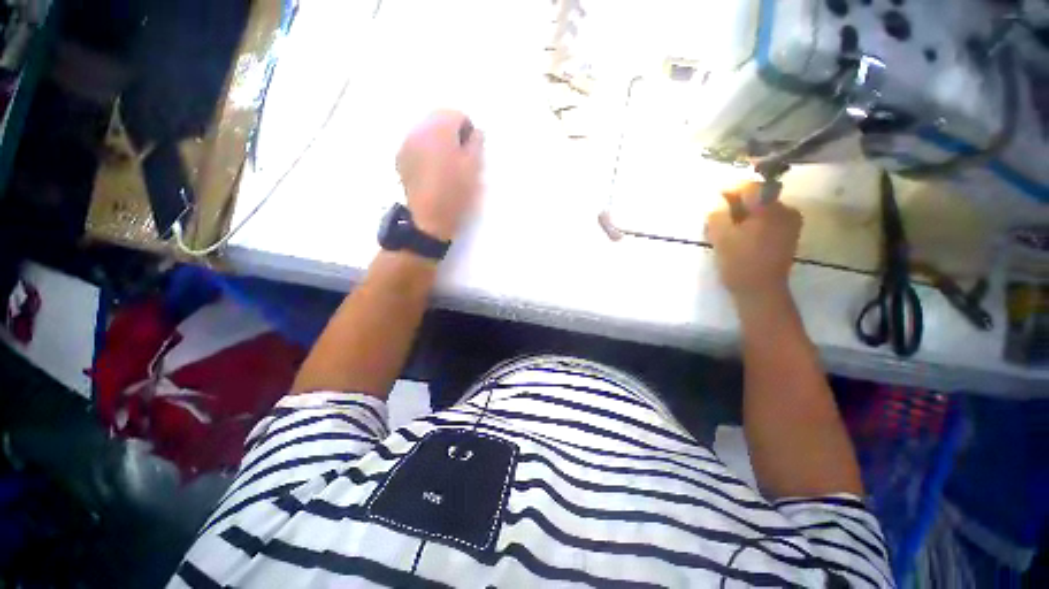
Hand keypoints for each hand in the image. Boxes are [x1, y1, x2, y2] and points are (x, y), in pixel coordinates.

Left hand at [396, 110, 483, 241]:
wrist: (428, 218)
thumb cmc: (455, 192)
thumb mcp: (474, 169)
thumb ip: (476, 144)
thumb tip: (475, 132)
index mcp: (440, 129)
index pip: (457, 114)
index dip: (468, 130)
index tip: (472, 150)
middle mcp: (419, 130)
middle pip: (439, 119)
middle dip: (451, 132)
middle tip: (460, 156)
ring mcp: (407, 143)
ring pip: (426, 131)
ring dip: (438, 141)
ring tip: (446, 164)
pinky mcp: (401, 158)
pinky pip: (416, 144)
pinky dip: (426, 150)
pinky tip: (432, 170)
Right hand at [706, 184, 801, 299]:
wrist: (761, 292)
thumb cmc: (739, 264)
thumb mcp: (721, 237)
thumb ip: (717, 213)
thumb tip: (717, 200)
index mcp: (770, 209)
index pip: (749, 187)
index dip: (729, 191)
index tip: (714, 200)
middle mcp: (785, 210)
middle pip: (757, 197)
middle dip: (735, 205)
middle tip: (717, 218)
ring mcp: (790, 223)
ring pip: (761, 209)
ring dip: (743, 215)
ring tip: (727, 230)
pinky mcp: (788, 234)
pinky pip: (767, 220)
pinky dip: (752, 223)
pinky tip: (741, 237)